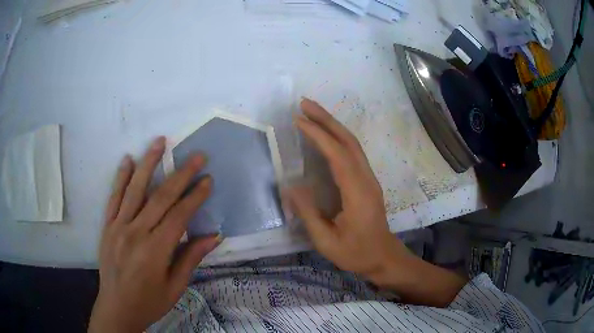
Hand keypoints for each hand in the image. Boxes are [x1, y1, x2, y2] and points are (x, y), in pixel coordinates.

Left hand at [89, 137, 220, 332]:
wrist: (117, 307)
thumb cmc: (150, 302)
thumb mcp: (175, 287)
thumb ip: (191, 258)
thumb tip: (214, 236)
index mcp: (156, 250)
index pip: (179, 216)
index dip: (195, 196)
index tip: (208, 179)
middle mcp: (136, 232)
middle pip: (161, 197)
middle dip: (181, 174)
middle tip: (197, 156)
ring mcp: (118, 226)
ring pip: (135, 189)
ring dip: (149, 163)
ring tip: (160, 141)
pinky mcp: (107, 226)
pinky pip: (114, 197)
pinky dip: (121, 177)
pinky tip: (128, 160)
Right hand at [288, 99, 465, 306]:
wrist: (383, 256)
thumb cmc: (356, 253)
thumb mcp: (326, 241)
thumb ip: (308, 213)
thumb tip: (291, 186)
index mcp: (357, 193)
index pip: (337, 155)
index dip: (318, 135)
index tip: (298, 120)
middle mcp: (366, 179)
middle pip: (348, 140)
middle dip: (326, 119)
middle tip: (304, 104)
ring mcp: (369, 178)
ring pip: (352, 143)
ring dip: (333, 125)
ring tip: (312, 113)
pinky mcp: (367, 181)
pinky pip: (353, 151)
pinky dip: (338, 137)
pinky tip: (326, 134)